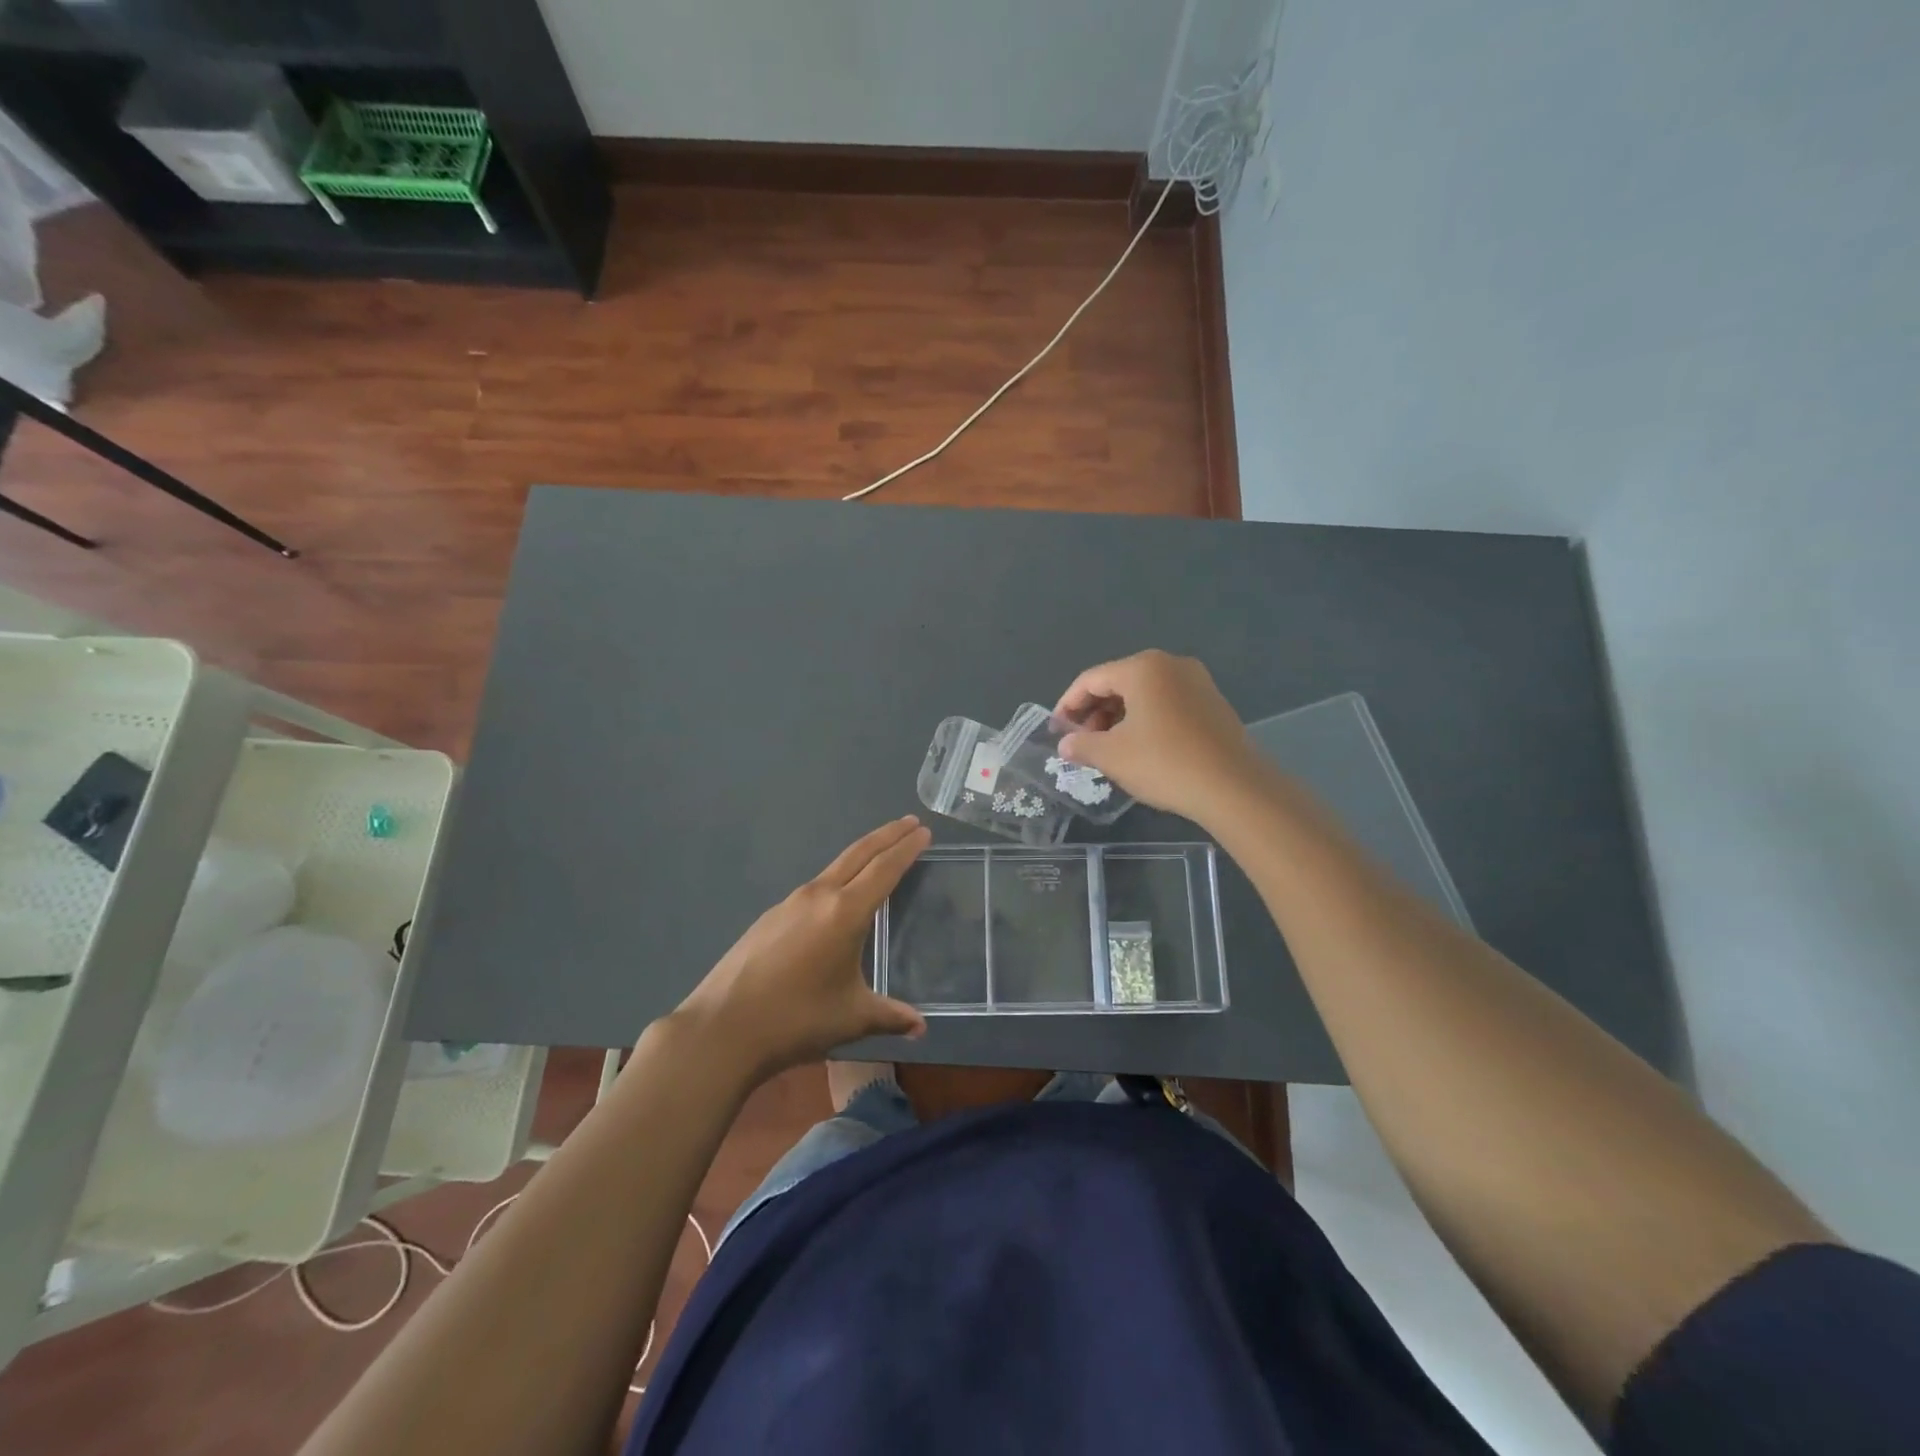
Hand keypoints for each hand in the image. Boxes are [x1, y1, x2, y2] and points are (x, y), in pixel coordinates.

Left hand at [673, 817, 930, 1081]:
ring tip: (880, 855)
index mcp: (844, 912)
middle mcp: (818, 896)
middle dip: (887, 836)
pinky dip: (837, 878)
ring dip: (861, 855)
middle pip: (859, 854)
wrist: (722, 1028)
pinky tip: (838, 897)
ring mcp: (790, 903)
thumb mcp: (851, 1018)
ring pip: (834, 867)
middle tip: (910, 823)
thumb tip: (920, 1027)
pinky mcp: (771, 916)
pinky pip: (814, 886)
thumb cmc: (795, 1019)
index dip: (906, 848)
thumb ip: (889, 1016)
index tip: (923, 831)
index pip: (884, 869)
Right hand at [1054, 650, 1264, 823]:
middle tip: (1082, 743)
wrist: (1233, 787)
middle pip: (1118, 682)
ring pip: (1143, 694)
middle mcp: (1170, 664)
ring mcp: (1196, 682)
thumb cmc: (1164, 763)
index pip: (1090, 679)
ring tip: (1107, 749)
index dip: (1068, 705)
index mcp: (1142, 668)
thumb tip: (1065, 744)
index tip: (1057, 731)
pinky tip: (1139, 748)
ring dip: (1118, 717)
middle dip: (1094, 712)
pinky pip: (1166, 703)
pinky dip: (1145, 720)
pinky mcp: (1212, 703)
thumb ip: (1082, 744)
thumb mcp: (1112, 756)